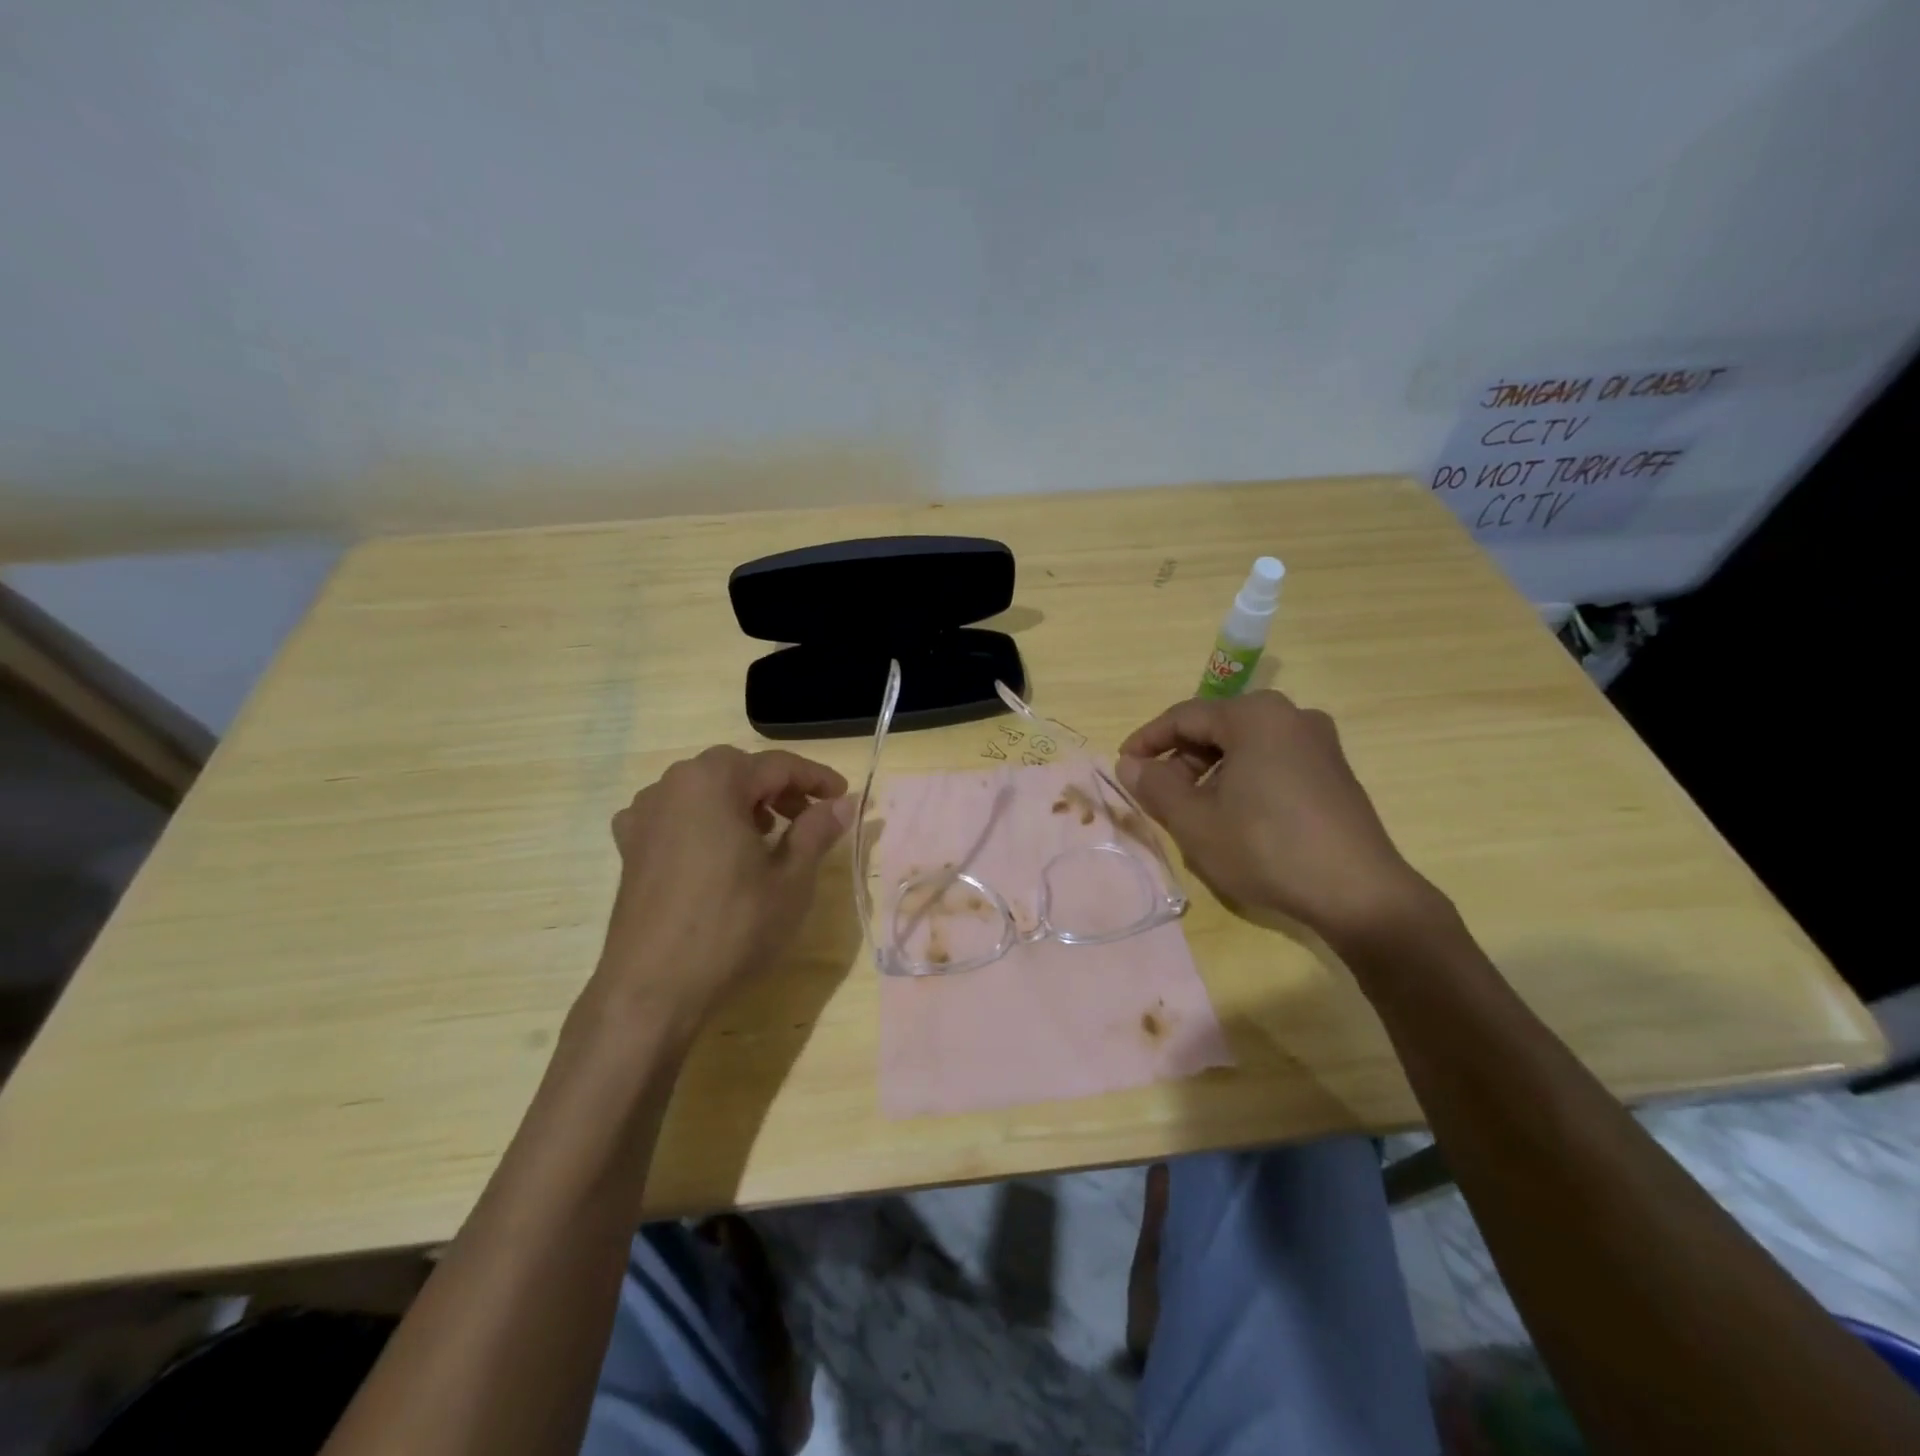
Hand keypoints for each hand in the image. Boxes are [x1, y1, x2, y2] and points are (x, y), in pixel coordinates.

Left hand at [596, 746, 851, 1030]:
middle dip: (778, 788)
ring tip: (767, 835)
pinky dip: (704, 821)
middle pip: (738, 771)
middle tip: (809, 817)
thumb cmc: (732, 927)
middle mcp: (673, 784)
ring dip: (741, 802)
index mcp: (715, 780)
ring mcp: (644, 814)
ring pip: (705, 790)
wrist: (653, 989)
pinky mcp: (630, 846)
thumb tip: (844, 803)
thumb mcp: (791, 879)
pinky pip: (676, 815)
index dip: (816, 778)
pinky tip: (717, 851)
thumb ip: (817, 830)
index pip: (778, 766)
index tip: (844, 796)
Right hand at [1116, 692, 1443, 946]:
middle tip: (1158, 795)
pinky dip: (1243, 780)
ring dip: (1210, 773)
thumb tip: (1129, 764)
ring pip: (1245, 747)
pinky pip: (1273, 762)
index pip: (1183, 717)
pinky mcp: (1334, 773)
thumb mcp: (1194, 820)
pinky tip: (1235, 817)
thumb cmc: (1265, 847)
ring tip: (1193, 812)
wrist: (1359, 893)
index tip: (1123, 766)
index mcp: (1255, 716)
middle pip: (1217, 728)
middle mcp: (1291, 716)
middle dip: (1180, 760)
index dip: (1147, 741)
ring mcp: (1319, 743)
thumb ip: (1154, 786)